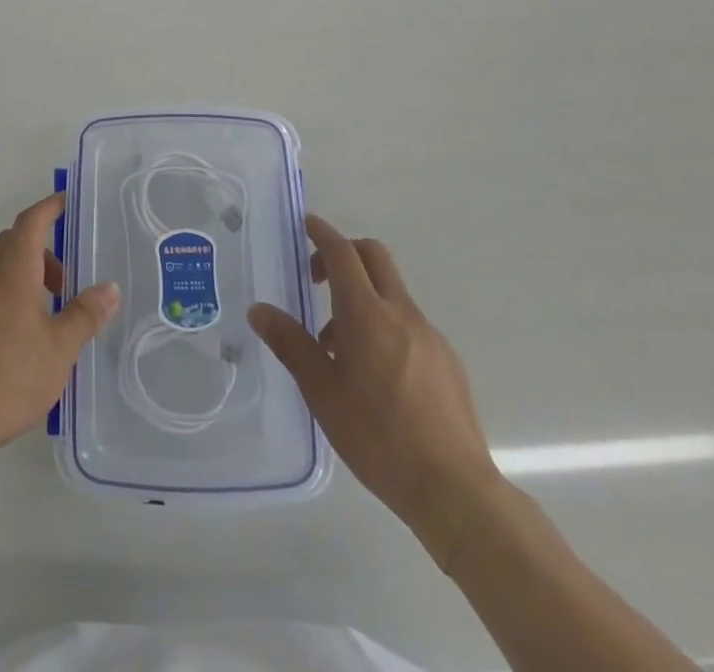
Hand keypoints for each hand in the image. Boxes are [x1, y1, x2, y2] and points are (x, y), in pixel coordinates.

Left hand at [0, 194, 119, 462]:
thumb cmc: (9, 377)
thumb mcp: (60, 348)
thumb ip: (85, 314)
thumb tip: (109, 287)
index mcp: (12, 271)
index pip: (30, 222)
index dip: (49, 207)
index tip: (66, 202)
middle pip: (13, 243)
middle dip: (42, 249)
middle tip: (67, 279)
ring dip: (25, 275)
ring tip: (49, 313)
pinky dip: (8, 296)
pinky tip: (20, 337)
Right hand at [249, 215, 501, 568]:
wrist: (454, 489)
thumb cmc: (378, 437)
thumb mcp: (322, 392)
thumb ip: (291, 344)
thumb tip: (259, 310)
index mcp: (367, 314)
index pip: (343, 253)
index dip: (323, 233)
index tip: (307, 224)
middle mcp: (401, 313)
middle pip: (374, 257)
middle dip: (345, 253)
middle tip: (319, 279)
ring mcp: (429, 335)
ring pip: (391, 292)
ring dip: (362, 296)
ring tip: (338, 348)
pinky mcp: (447, 360)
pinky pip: (409, 323)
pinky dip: (385, 324)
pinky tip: (376, 374)